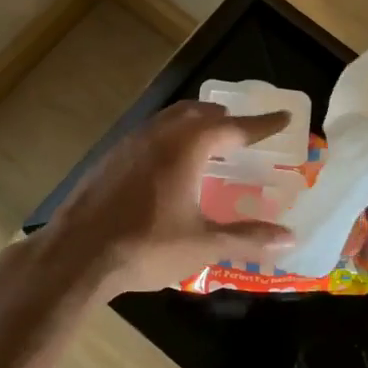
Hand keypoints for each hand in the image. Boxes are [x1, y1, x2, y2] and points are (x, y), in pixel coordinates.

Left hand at [41, 101, 294, 296]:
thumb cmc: (146, 246)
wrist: (76, 254)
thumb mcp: (202, 245)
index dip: (261, 124)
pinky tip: (166, 164)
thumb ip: (247, 238)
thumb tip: (290, 239)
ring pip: (168, 119)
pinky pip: (147, 134)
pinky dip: (168, 137)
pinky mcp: (108, 159)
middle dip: (222, 117)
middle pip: (196, 112)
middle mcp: (158, 135)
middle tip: (241, 128)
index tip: (283, 117)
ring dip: (192, 123)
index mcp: (186, 147)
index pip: (233, 127)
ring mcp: (128, 144)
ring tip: (207, 140)